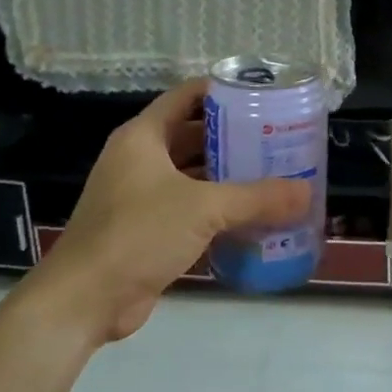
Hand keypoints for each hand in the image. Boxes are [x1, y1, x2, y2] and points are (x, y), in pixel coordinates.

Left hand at [28, 81, 308, 343]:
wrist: (85, 301)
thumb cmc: (138, 233)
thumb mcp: (203, 208)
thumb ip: (257, 198)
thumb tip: (307, 192)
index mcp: (143, 137)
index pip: (186, 96)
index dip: (222, 90)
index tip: (262, 94)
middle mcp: (140, 159)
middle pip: (193, 135)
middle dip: (234, 137)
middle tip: (278, 138)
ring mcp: (141, 196)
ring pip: (193, 175)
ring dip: (228, 176)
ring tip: (274, 174)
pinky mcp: (147, 230)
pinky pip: (190, 208)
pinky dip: (218, 210)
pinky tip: (253, 216)